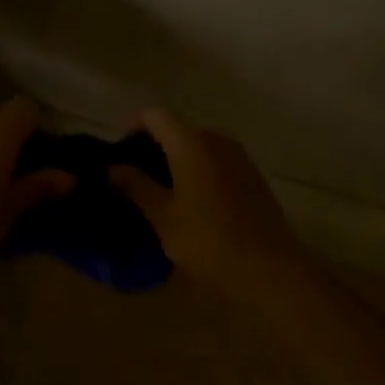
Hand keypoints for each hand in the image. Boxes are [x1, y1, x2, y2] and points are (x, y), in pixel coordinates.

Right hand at [109, 107, 301, 298]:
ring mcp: (238, 155)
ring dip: (179, 159)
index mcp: (189, 142)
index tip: (122, 153)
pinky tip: (197, 202)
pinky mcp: (253, 174)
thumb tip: (114, 168)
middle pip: (177, 128)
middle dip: (155, 146)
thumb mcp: (164, 217)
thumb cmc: (208, 240)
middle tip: (139, 177)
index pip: (154, 115)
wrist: (270, 269)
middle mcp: (214, 138)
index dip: (133, 127)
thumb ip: (137, 187)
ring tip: (166, 192)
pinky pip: (218, 160)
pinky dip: (201, 170)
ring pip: (199, 145)